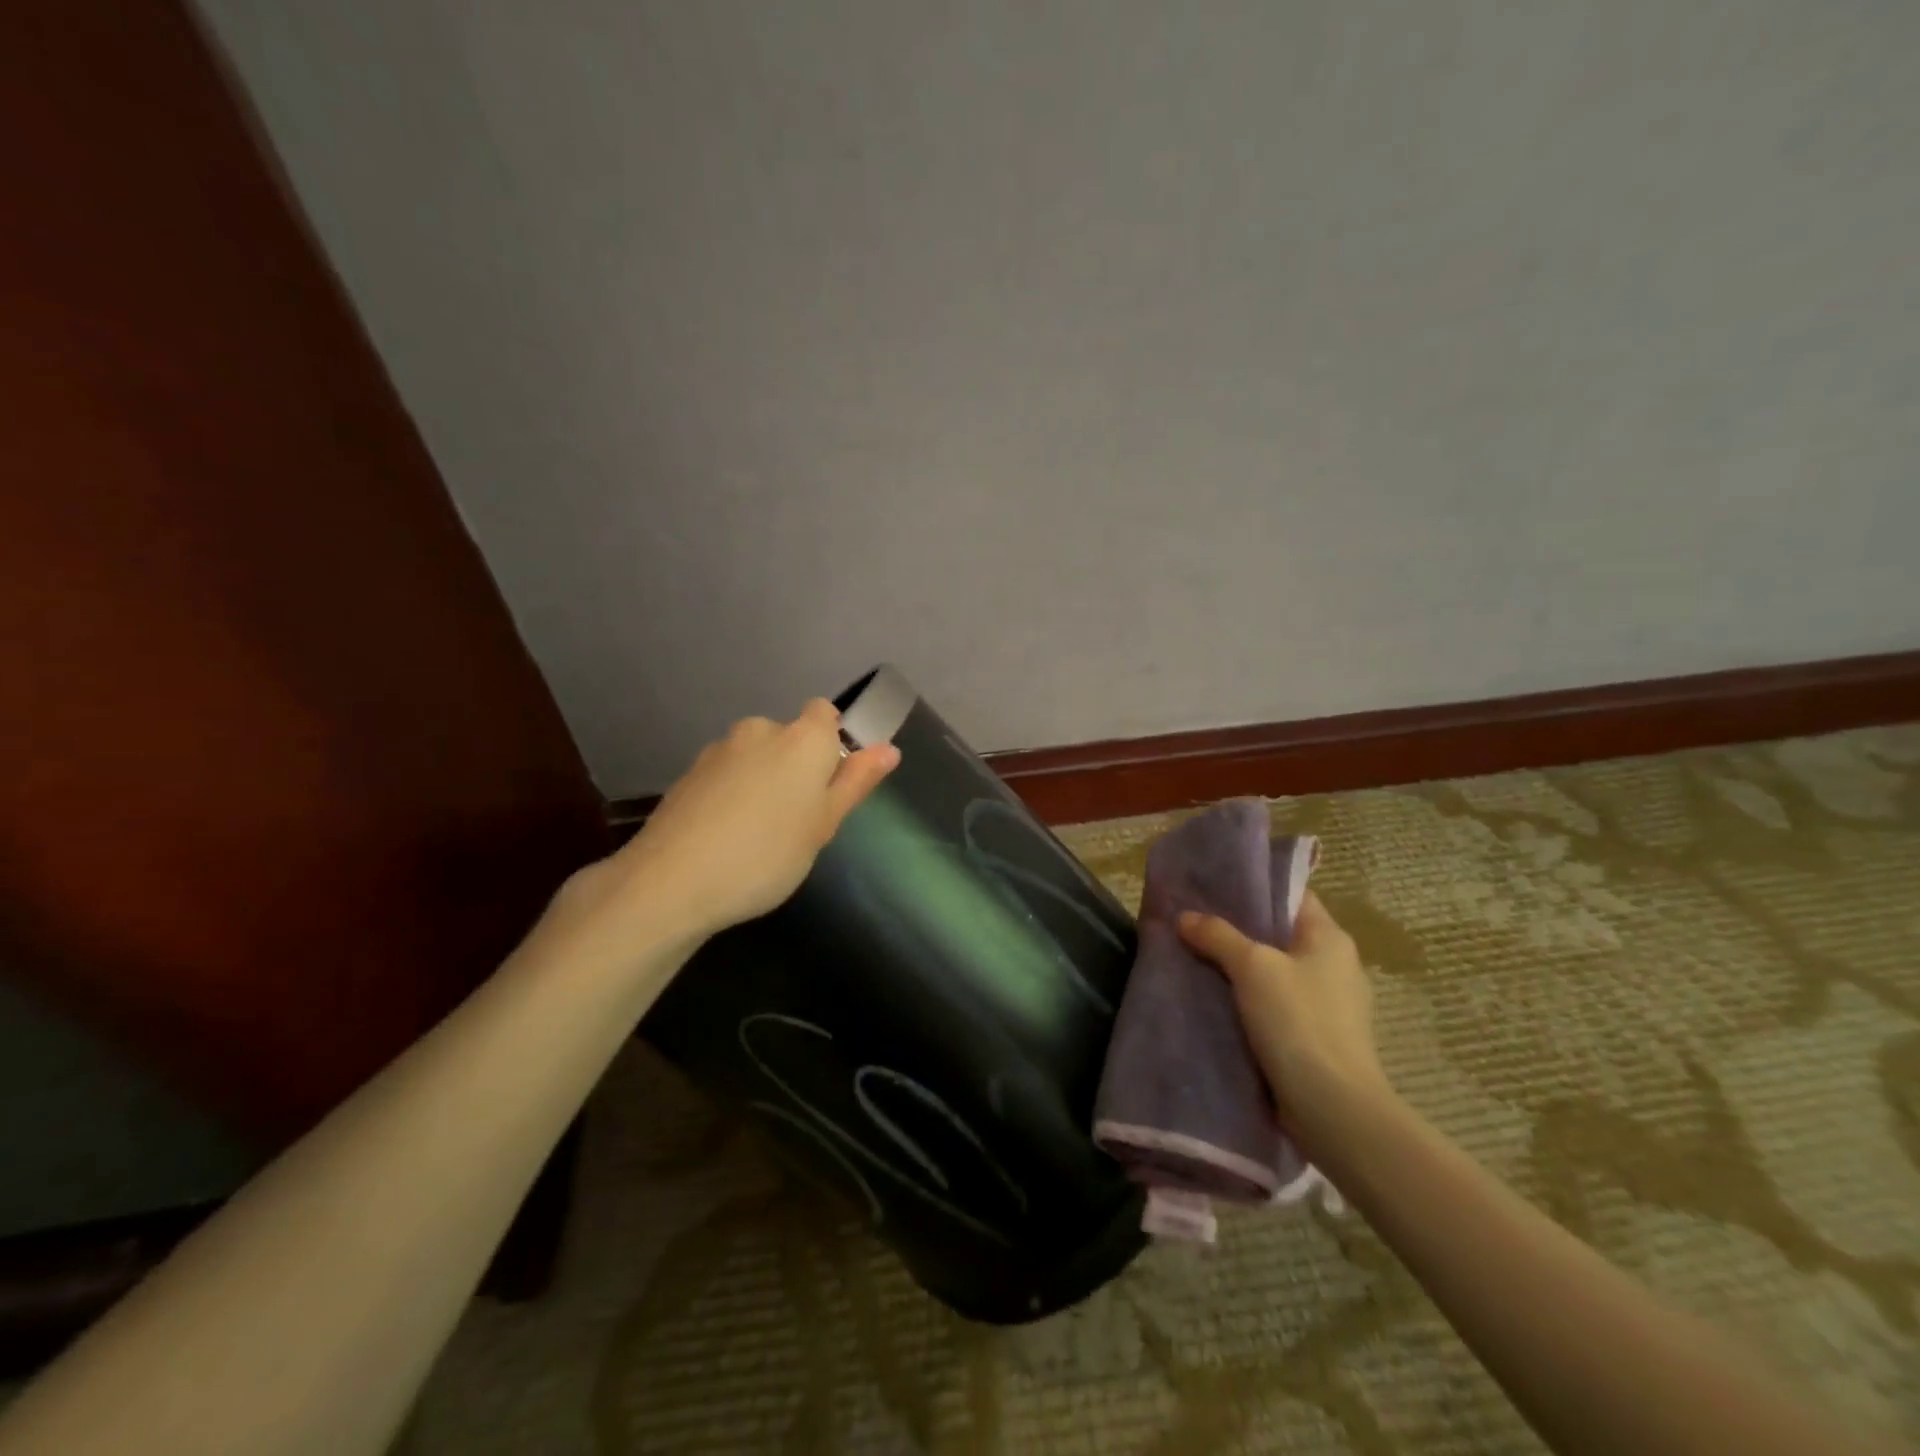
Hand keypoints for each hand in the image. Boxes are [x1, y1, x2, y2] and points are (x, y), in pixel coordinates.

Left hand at [559, 700, 899, 948]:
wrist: (671, 881)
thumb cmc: (767, 854)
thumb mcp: (824, 825)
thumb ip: (855, 782)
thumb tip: (889, 749)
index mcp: (803, 738)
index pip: (825, 713)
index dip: (832, 743)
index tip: (829, 785)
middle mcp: (761, 730)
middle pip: (790, 737)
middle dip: (796, 768)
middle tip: (798, 821)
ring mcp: (720, 750)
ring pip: (756, 757)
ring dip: (763, 781)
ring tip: (758, 835)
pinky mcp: (689, 773)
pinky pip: (727, 775)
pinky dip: (733, 794)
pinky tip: (726, 837)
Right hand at [1177, 892, 1389, 1145]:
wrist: (1333, 1109)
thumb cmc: (1298, 1022)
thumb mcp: (1252, 967)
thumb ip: (1218, 935)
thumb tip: (1185, 916)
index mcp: (1330, 938)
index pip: (1292, 896)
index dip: (1255, 888)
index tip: (1214, 886)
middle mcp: (1336, 965)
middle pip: (1280, 934)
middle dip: (1239, 929)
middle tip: (1194, 922)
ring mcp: (1330, 1005)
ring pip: (1275, 972)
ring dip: (1241, 968)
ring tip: (1196, 959)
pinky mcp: (1317, 1038)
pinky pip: (1276, 1005)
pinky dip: (1249, 1000)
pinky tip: (1217, 1001)